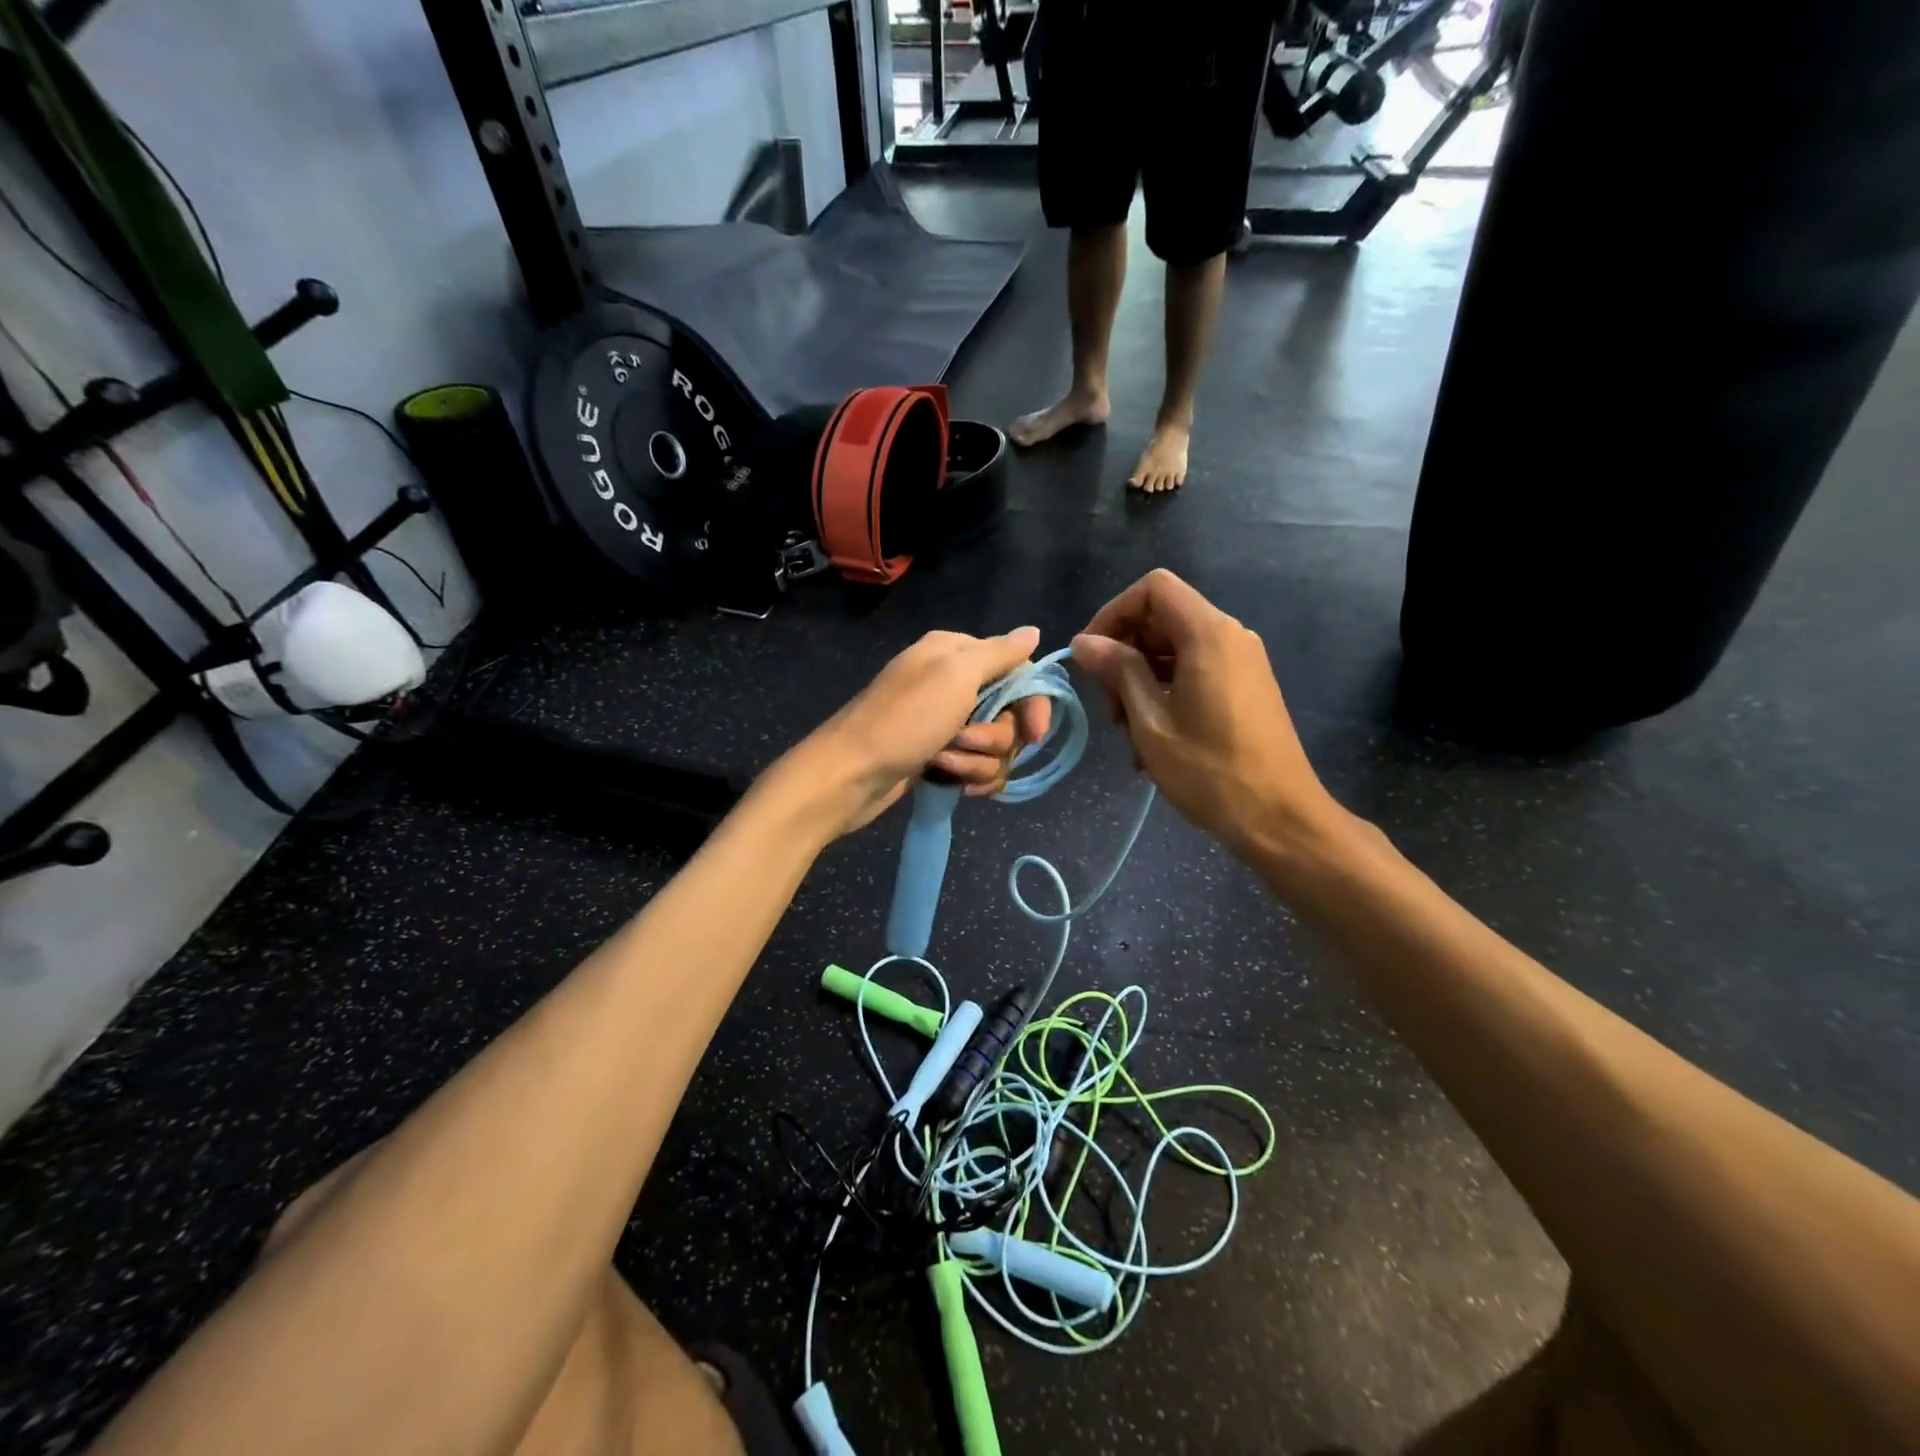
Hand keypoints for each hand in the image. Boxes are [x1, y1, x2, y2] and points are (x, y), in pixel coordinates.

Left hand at [779, 627, 1053, 838]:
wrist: (850, 775)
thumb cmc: (903, 720)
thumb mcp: (955, 675)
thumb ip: (999, 654)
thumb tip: (1034, 632)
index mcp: (955, 653)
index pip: (1017, 669)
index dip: (1030, 702)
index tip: (1035, 733)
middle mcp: (952, 683)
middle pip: (1008, 713)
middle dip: (995, 736)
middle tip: (965, 741)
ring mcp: (944, 722)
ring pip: (994, 745)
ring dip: (976, 760)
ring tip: (944, 763)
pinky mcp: (938, 756)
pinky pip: (976, 766)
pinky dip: (968, 776)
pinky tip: (952, 783)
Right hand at [1071, 570, 1343, 864]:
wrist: (1280, 819)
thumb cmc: (1210, 771)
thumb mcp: (1151, 721)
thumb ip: (1118, 671)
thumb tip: (1084, 642)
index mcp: (1209, 634)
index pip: (1153, 589)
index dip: (1113, 613)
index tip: (1091, 655)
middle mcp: (1230, 636)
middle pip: (1162, 618)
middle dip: (1124, 654)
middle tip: (1109, 707)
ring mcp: (1242, 662)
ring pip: (1174, 648)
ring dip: (1141, 681)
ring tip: (1127, 733)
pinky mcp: (1246, 686)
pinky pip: (1195, 670)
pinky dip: (1165, 692)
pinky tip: (1151, 740)